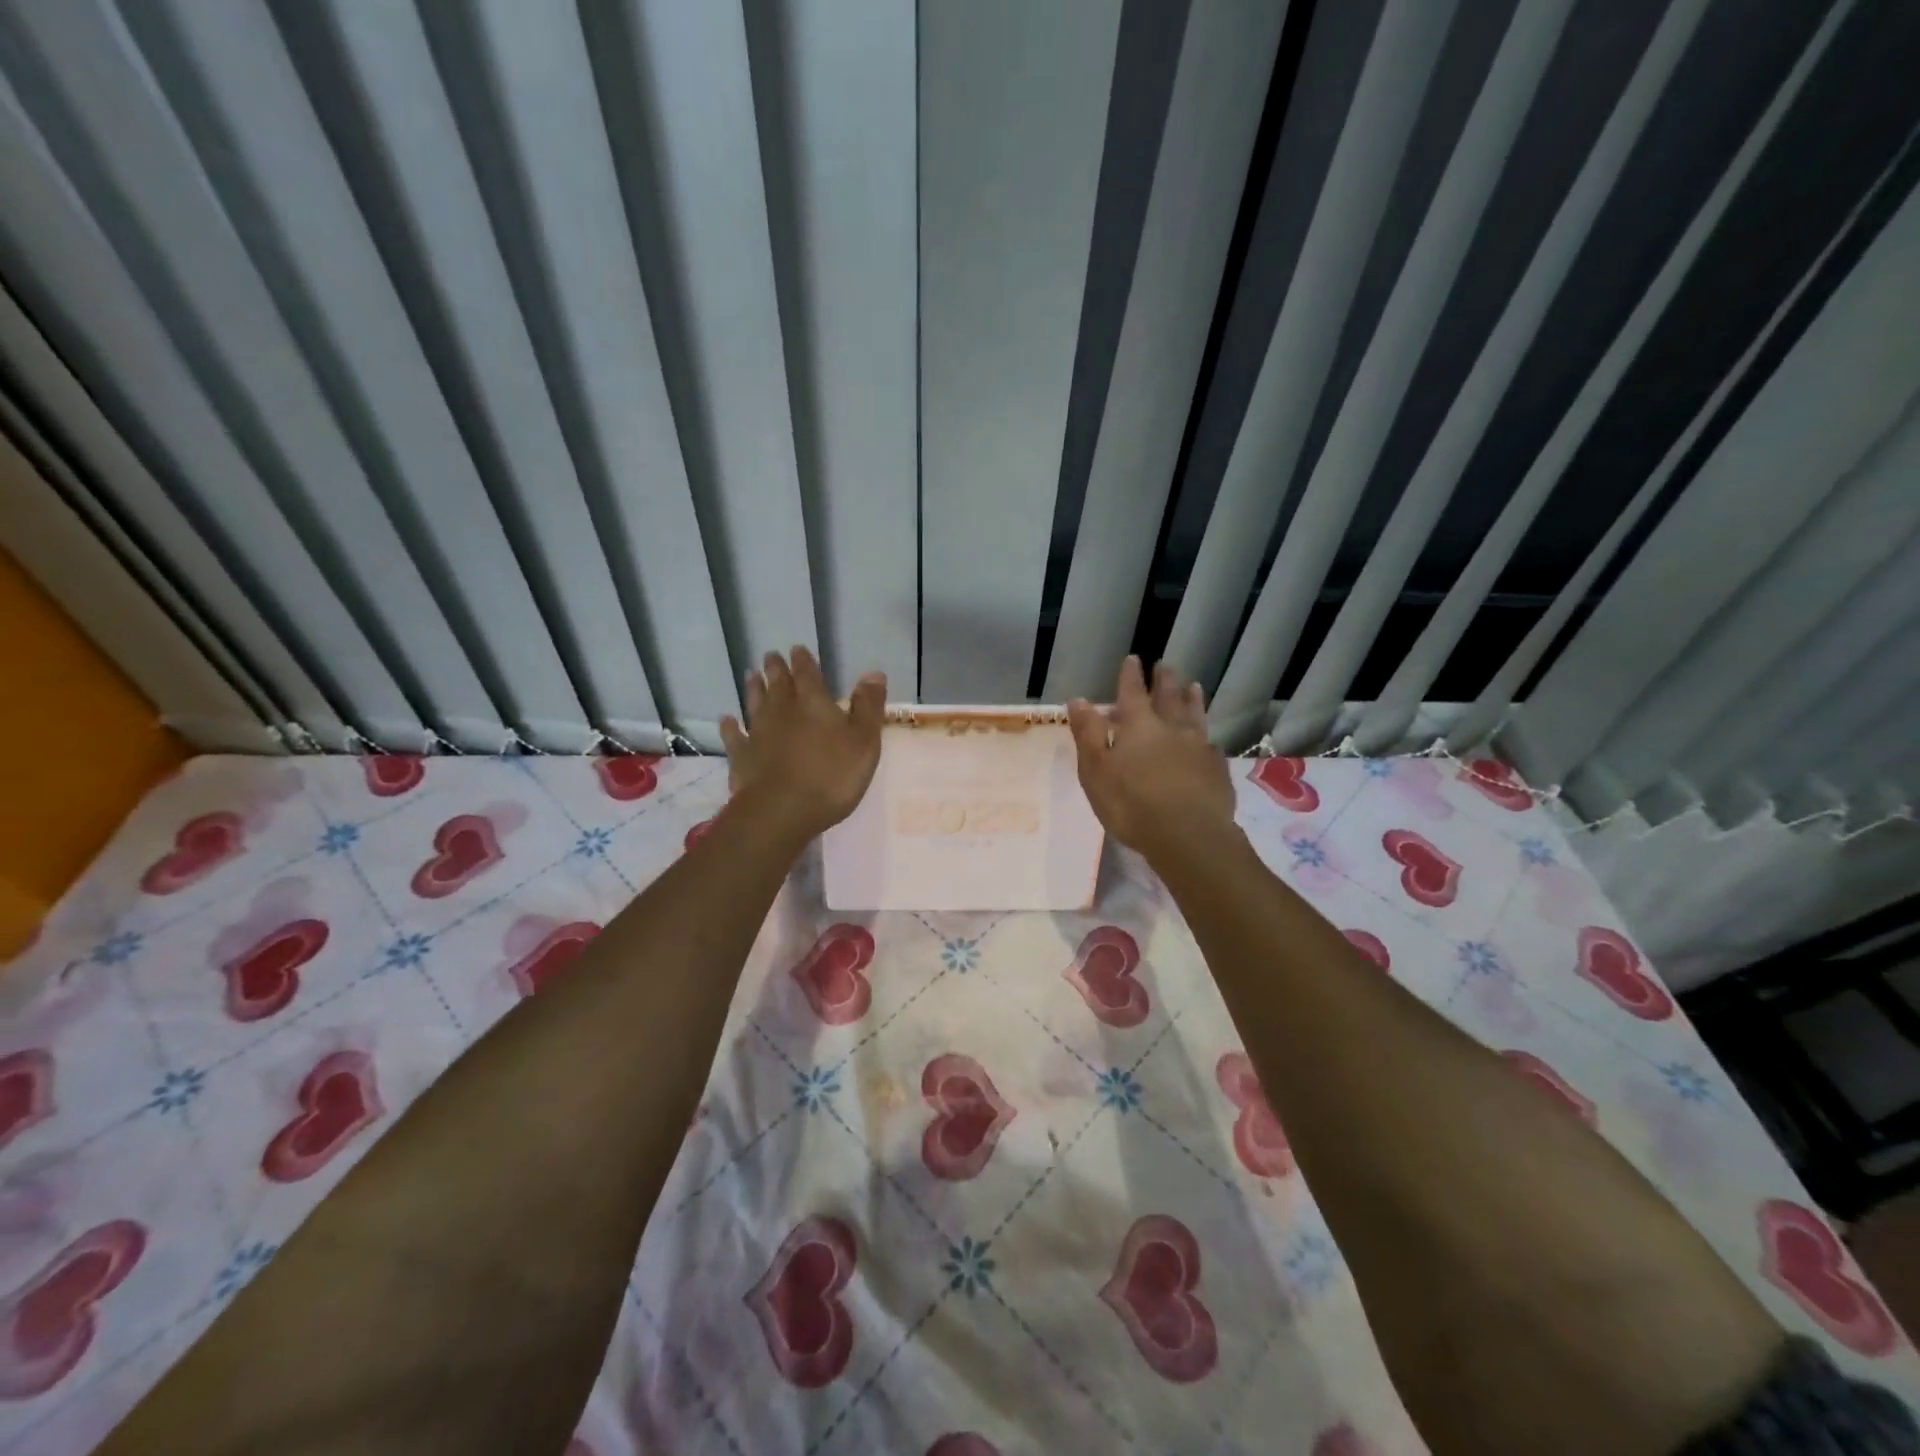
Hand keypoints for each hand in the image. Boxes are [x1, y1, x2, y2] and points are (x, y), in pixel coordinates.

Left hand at [720, 647, 885, 842]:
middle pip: (778, 683)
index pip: (808, 674)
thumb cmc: (832, 775)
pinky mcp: (741, 757)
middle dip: (776, 668)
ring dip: (754, 689)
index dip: (804, 661)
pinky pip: (734, 736)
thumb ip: (868, 706)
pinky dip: (730, 726)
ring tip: (751, 676)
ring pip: (755, 703)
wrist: (782, 810)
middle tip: (770, 655)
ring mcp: (758, 733)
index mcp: (814, 703)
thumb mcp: (864, 741)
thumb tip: (874, 673)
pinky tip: (727, 720)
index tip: (797, 649)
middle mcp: (782, 711)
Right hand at [1068, 657, 1236, 858]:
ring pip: (1196, 715)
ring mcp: (1199, 747)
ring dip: (1192, 699)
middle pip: (1169, 697)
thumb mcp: (1096, 770)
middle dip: (1165, 680)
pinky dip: (1207, 738)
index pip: (1132, 692)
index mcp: (1138, 726)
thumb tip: (1079, 699)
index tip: (1133, 658)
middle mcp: (1172, 728)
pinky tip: (1210, 741)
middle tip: (1165, 665)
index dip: (1131, 675)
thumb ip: (1088, 733)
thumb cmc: (1131, 804)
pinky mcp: (1217, 770)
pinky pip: (1212, 746)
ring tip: (1194, 686)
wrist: (1188, 836)